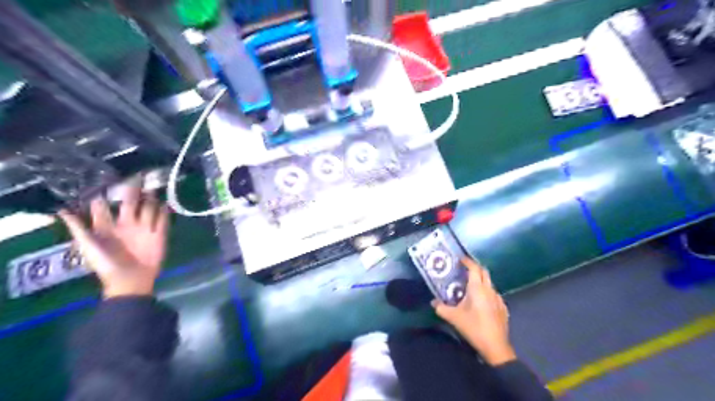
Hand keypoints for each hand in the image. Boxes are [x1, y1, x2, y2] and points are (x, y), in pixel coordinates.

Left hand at [58, 180, 168, 299]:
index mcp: (108, 227)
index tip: (104, 182)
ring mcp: (144, 228)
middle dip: (132, 191)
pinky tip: (165, 204)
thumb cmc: (107, 264)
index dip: (103, 196)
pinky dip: (165, 211)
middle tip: (137, 177)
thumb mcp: (89, 247)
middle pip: (130, 203)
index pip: (104, 208)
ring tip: (151, 189)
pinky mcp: (159, 234)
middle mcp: (126, 224)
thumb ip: (79, 229)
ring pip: (148, 209)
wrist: (131, 280)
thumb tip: (60, 210)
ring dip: (149, 199)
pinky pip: (163, 220)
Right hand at [432, 257, 516, 366]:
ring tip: (470, 286)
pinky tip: (481, 302)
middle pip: (484, 272)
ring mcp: (498, 299)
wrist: (495, 346)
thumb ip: (441, 308)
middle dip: (475, 268)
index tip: (460, 259)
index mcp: (478, 288)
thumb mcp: (453, 318)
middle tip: (464, 270)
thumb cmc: (473, 327)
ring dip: (481, 281)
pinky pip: (494, 294)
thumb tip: (433, 302)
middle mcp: (489, 290)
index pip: (474, 268)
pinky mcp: (503, 308)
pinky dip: (486, 292)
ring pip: (489, 283)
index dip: (468, 262)